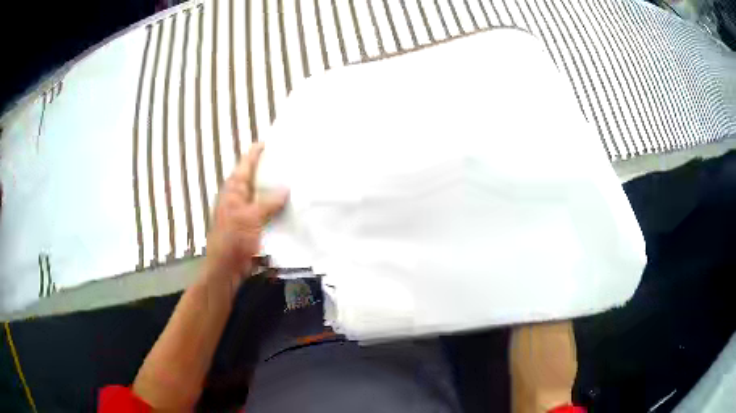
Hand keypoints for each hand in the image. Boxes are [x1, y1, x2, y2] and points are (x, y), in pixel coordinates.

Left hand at [204, 143, 287, 285]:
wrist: (226, 268)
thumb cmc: (233, 240)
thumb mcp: (250, 218)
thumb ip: (268, 202)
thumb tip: (285, 188)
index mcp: (234, 189)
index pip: (246, 164)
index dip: (257, 152)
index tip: (271, 142)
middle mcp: (238, 197)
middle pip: (255, 177)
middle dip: (270, 169)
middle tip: (290, 161)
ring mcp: (245, 211)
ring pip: (262, 194)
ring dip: (275, 189)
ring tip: (295, 181)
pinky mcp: (251, 225)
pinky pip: (266, 210)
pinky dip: (276, 207)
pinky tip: (290, 207)